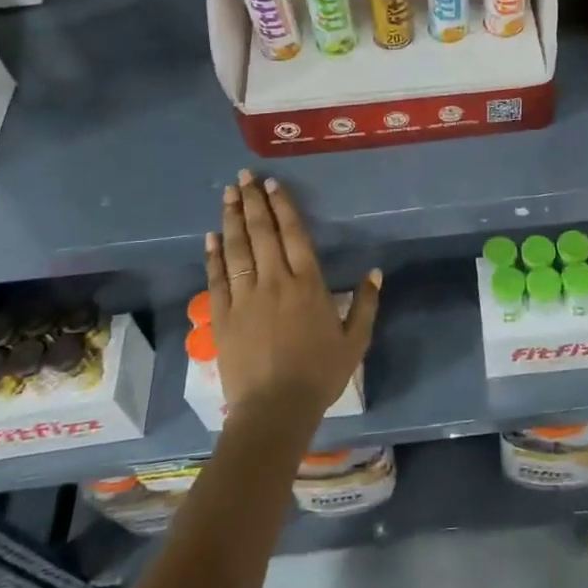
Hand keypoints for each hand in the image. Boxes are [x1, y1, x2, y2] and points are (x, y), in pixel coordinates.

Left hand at [205, 170, 379, 432]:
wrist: (274, 410)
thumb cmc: (319, 374)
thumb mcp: (355, 341)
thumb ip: (366, 304)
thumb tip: (375, 272)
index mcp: (308, 284)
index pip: (294, 234)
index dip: (282, 206)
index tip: (271, 184)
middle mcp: (275, 281)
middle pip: (262, 233)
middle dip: (253, 201)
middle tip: (244, 176)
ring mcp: (245, 297)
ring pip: (237, 249)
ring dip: (232, 218)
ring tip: (228, 194)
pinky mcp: (222, 316)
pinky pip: (217, 278)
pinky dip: (214, 255)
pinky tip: (212, 237)